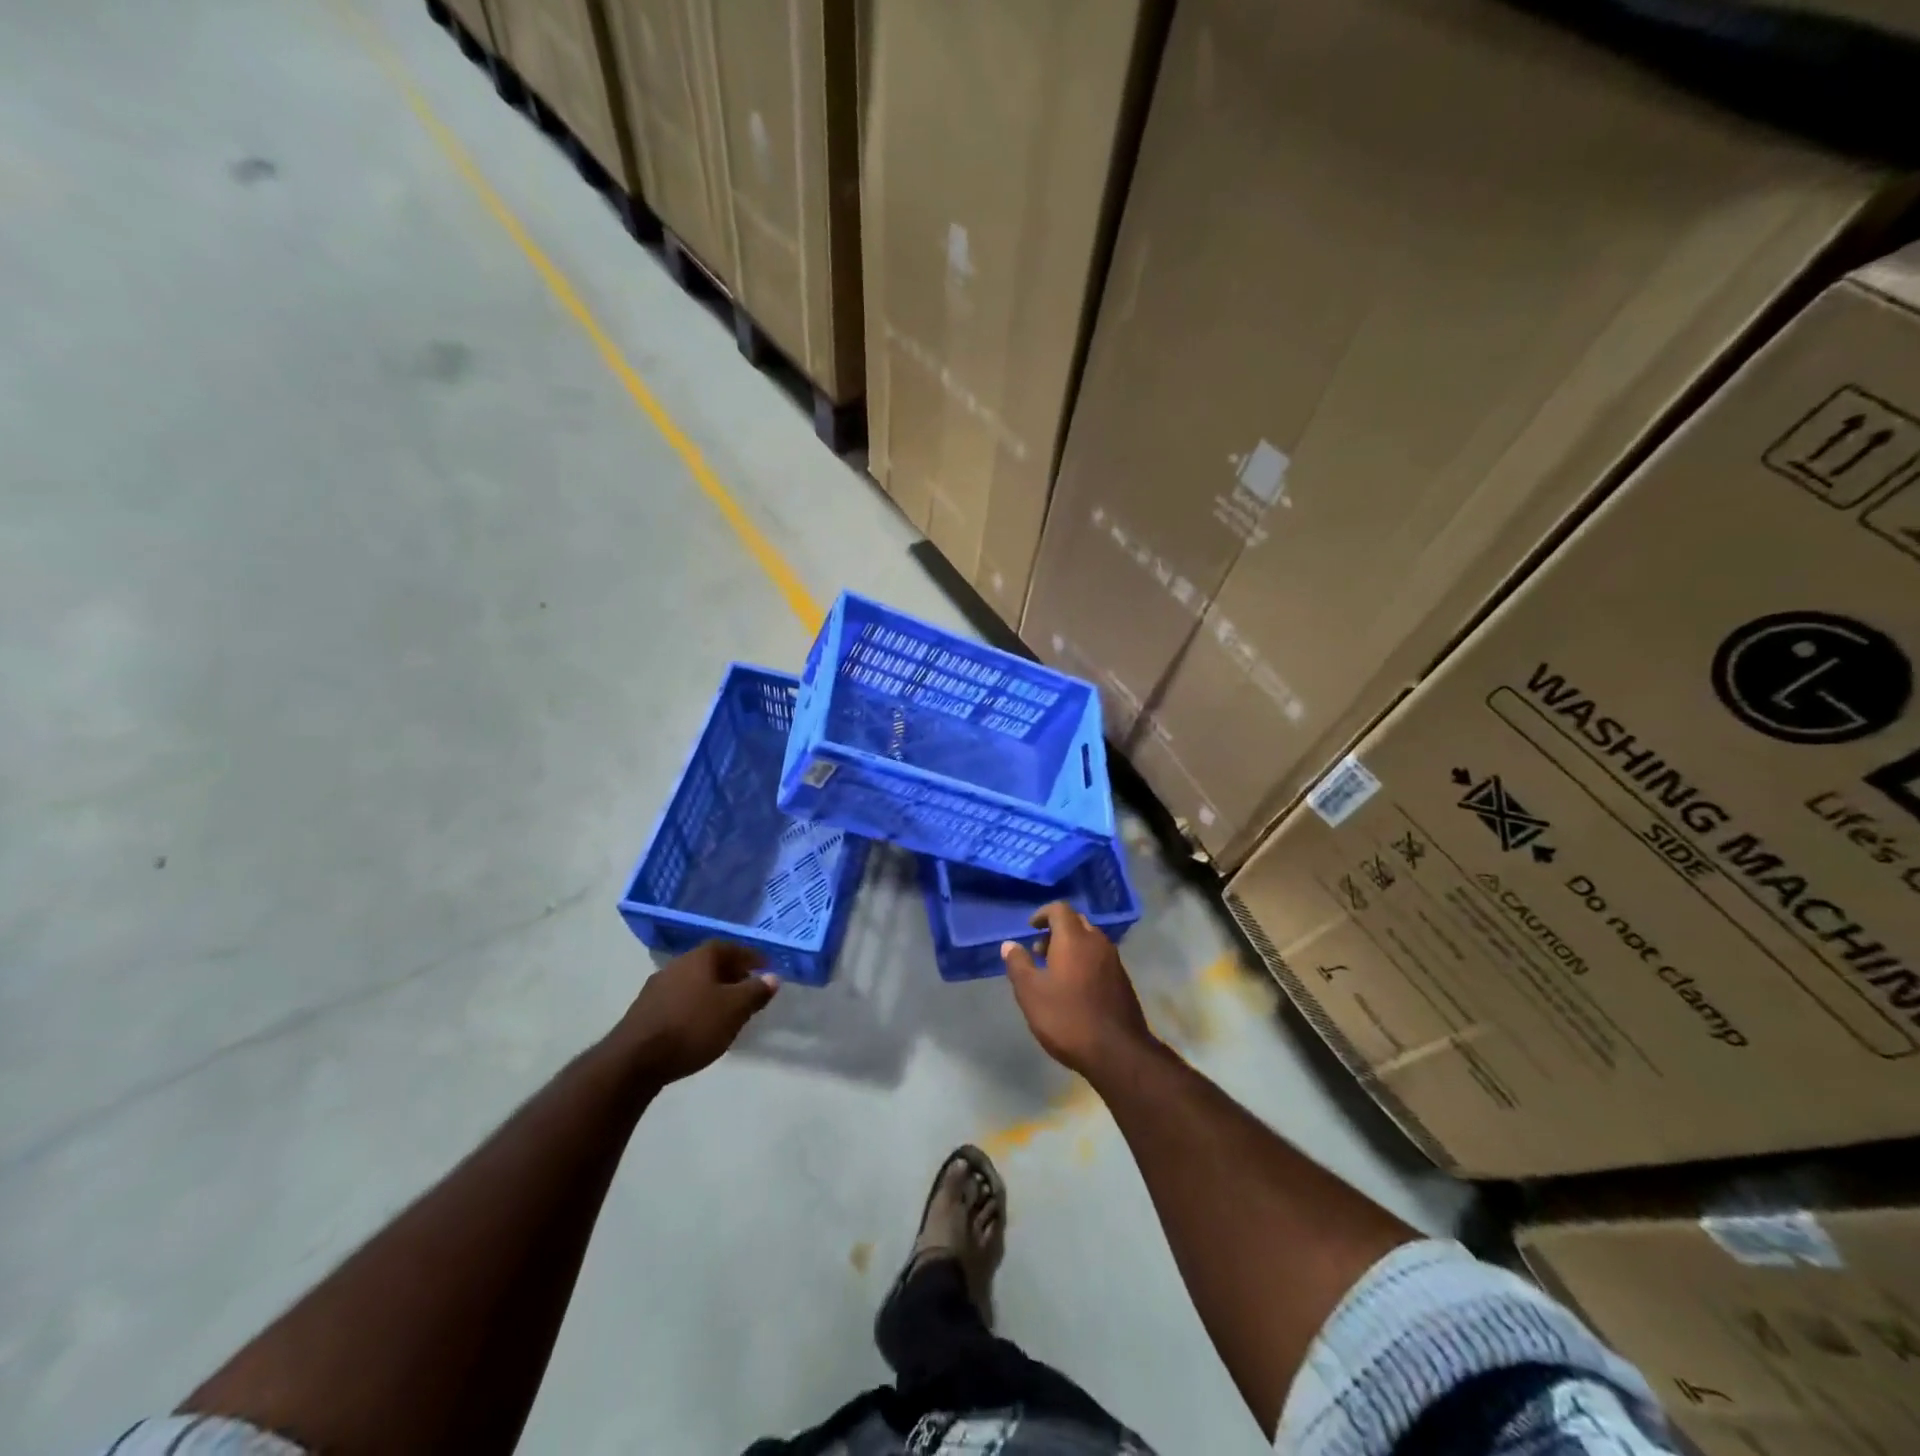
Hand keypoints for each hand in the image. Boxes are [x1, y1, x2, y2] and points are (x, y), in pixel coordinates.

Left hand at [617, 942, 778, 1082]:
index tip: (765, 966)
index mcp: (699, 958)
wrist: (634, 1061)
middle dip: (731, 973)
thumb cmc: (692, 1026)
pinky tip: (700, 1024)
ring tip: (727, 1009)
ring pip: (693, 982)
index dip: (749, 956)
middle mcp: (676, 965)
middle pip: (710, 963)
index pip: (730, 947)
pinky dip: (695, 1005)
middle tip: (749, 988)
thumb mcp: (734, 1009)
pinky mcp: (644, 1012)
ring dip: (712, 991)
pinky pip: (679, 1000)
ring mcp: (656, 988)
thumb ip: (755, 991)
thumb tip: (773, 977)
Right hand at [1001, 903, 1155, 1081]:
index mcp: (1074, 939)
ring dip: (1071, 947)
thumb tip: (1009, 944)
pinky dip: (1085, 961)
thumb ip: (1018, 964)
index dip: (1042, 914)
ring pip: (1090, 941)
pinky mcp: (1123, 980)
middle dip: (1056, 931)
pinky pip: (1100, 958)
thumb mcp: (1031, 993)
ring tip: (1054, 972)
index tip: (1030, 929)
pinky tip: (1075, 988)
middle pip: (1076, 922)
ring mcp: (1114, 961)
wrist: (1117, 1051)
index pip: (1059, 909)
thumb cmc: (1067, 1018)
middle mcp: (1097, 942)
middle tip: (1039, 952)